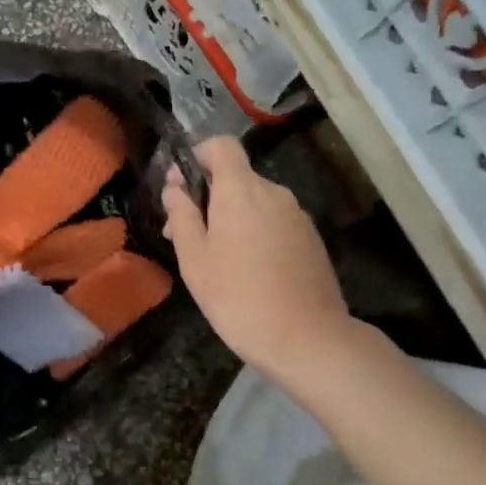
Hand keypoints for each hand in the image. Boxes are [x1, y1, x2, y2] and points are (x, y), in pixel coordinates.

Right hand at [161, 136, 353, 375]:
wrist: (307, 339)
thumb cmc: (238, 296)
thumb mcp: (194, 258)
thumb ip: (181, 215)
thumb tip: (174, 187)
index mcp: (242, 190)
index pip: (222, 145)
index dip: (199, 155)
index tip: (182, 186)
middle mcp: (273, 193)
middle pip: (236, 176)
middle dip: (208, 196)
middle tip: (184, 235)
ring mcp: (297, 216)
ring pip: (255, 202)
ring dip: (231, 217)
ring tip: (214, 259)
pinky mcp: (311, 239)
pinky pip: (274, 221)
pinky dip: (255, 232)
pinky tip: (247, 270)